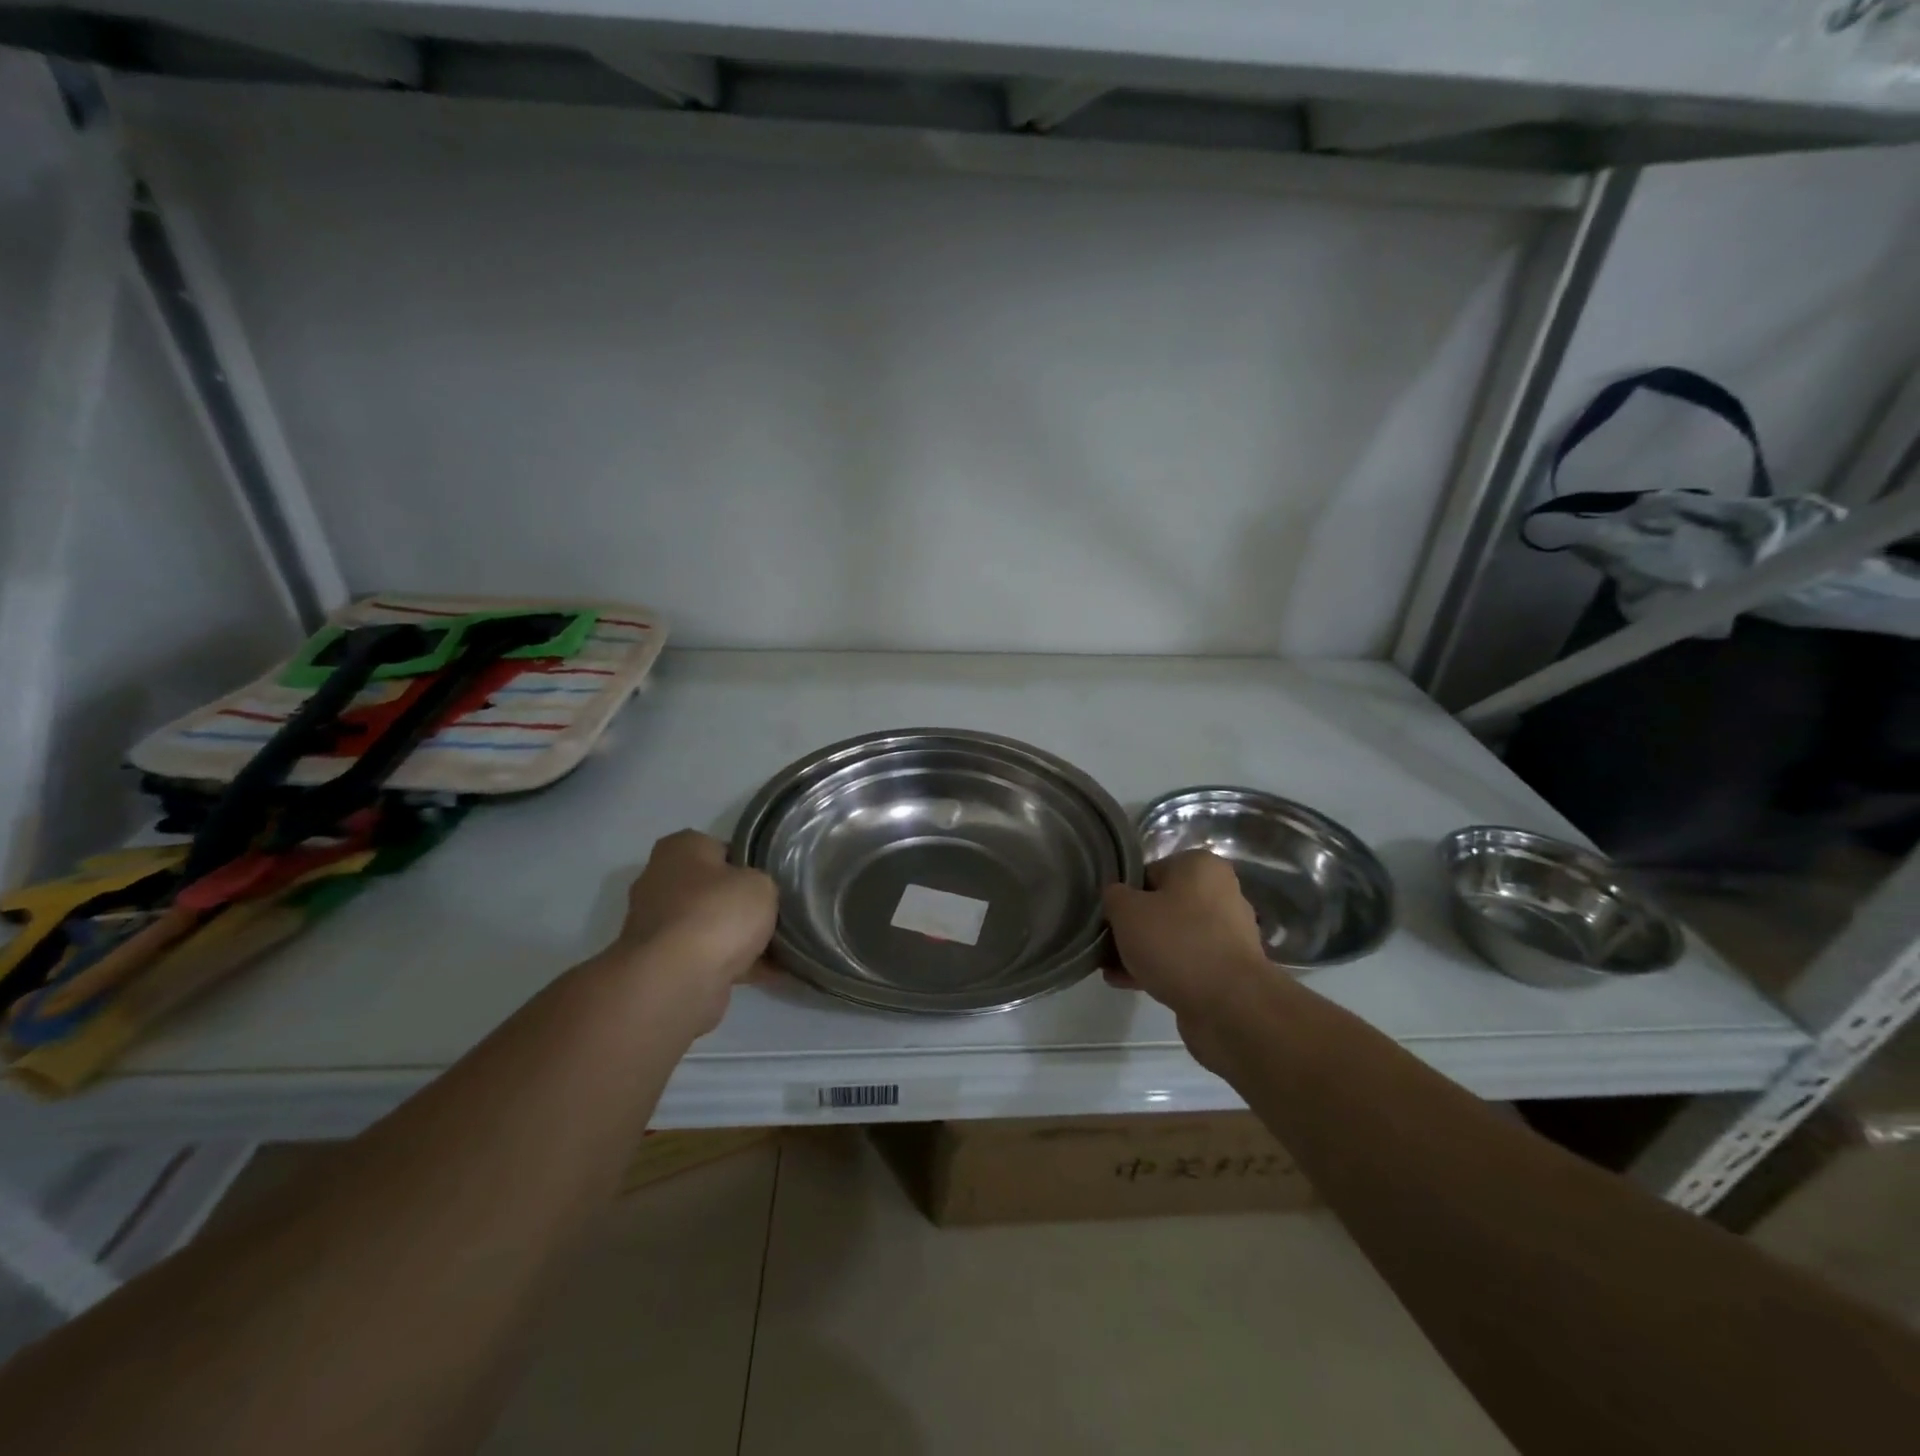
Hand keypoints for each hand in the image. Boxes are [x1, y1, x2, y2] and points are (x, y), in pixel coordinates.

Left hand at [606, 830, 777, 1031]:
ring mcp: (659, 926)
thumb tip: (754, 896)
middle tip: (777, 913)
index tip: (771, 880)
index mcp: (679, 849)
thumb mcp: (761, 883)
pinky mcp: (663, 964)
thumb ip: (761, 883)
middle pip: (712, 889)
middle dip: (740, 903)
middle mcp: (660, 882)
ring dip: (738, 938)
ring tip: (782, 948)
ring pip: (711, 926)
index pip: (720, 848)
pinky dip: (736, 965)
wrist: (676, 981)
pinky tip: (773, 973)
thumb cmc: (717, 914)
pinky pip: (709, 958)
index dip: (749, 863)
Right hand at [1104, 850, 1276, 1067]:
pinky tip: (1129, 984)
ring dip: (1142, 951)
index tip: (1108, 918)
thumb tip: (1116, 897)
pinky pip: (1185, 961)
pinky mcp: (1227, 968)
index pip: (1149, 872)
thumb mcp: (1126, 910)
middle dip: (1132, 927)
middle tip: (1106, 945)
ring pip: (1172, 936)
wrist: (1229, 1006)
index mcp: (1200, 866)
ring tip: (1111, 970)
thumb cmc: (1176, 943)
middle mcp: (1220, 893)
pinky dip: (1159, 969)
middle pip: (1162, 905)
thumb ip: (1113, 896)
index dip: (1123, 895)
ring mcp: (1227, 933)